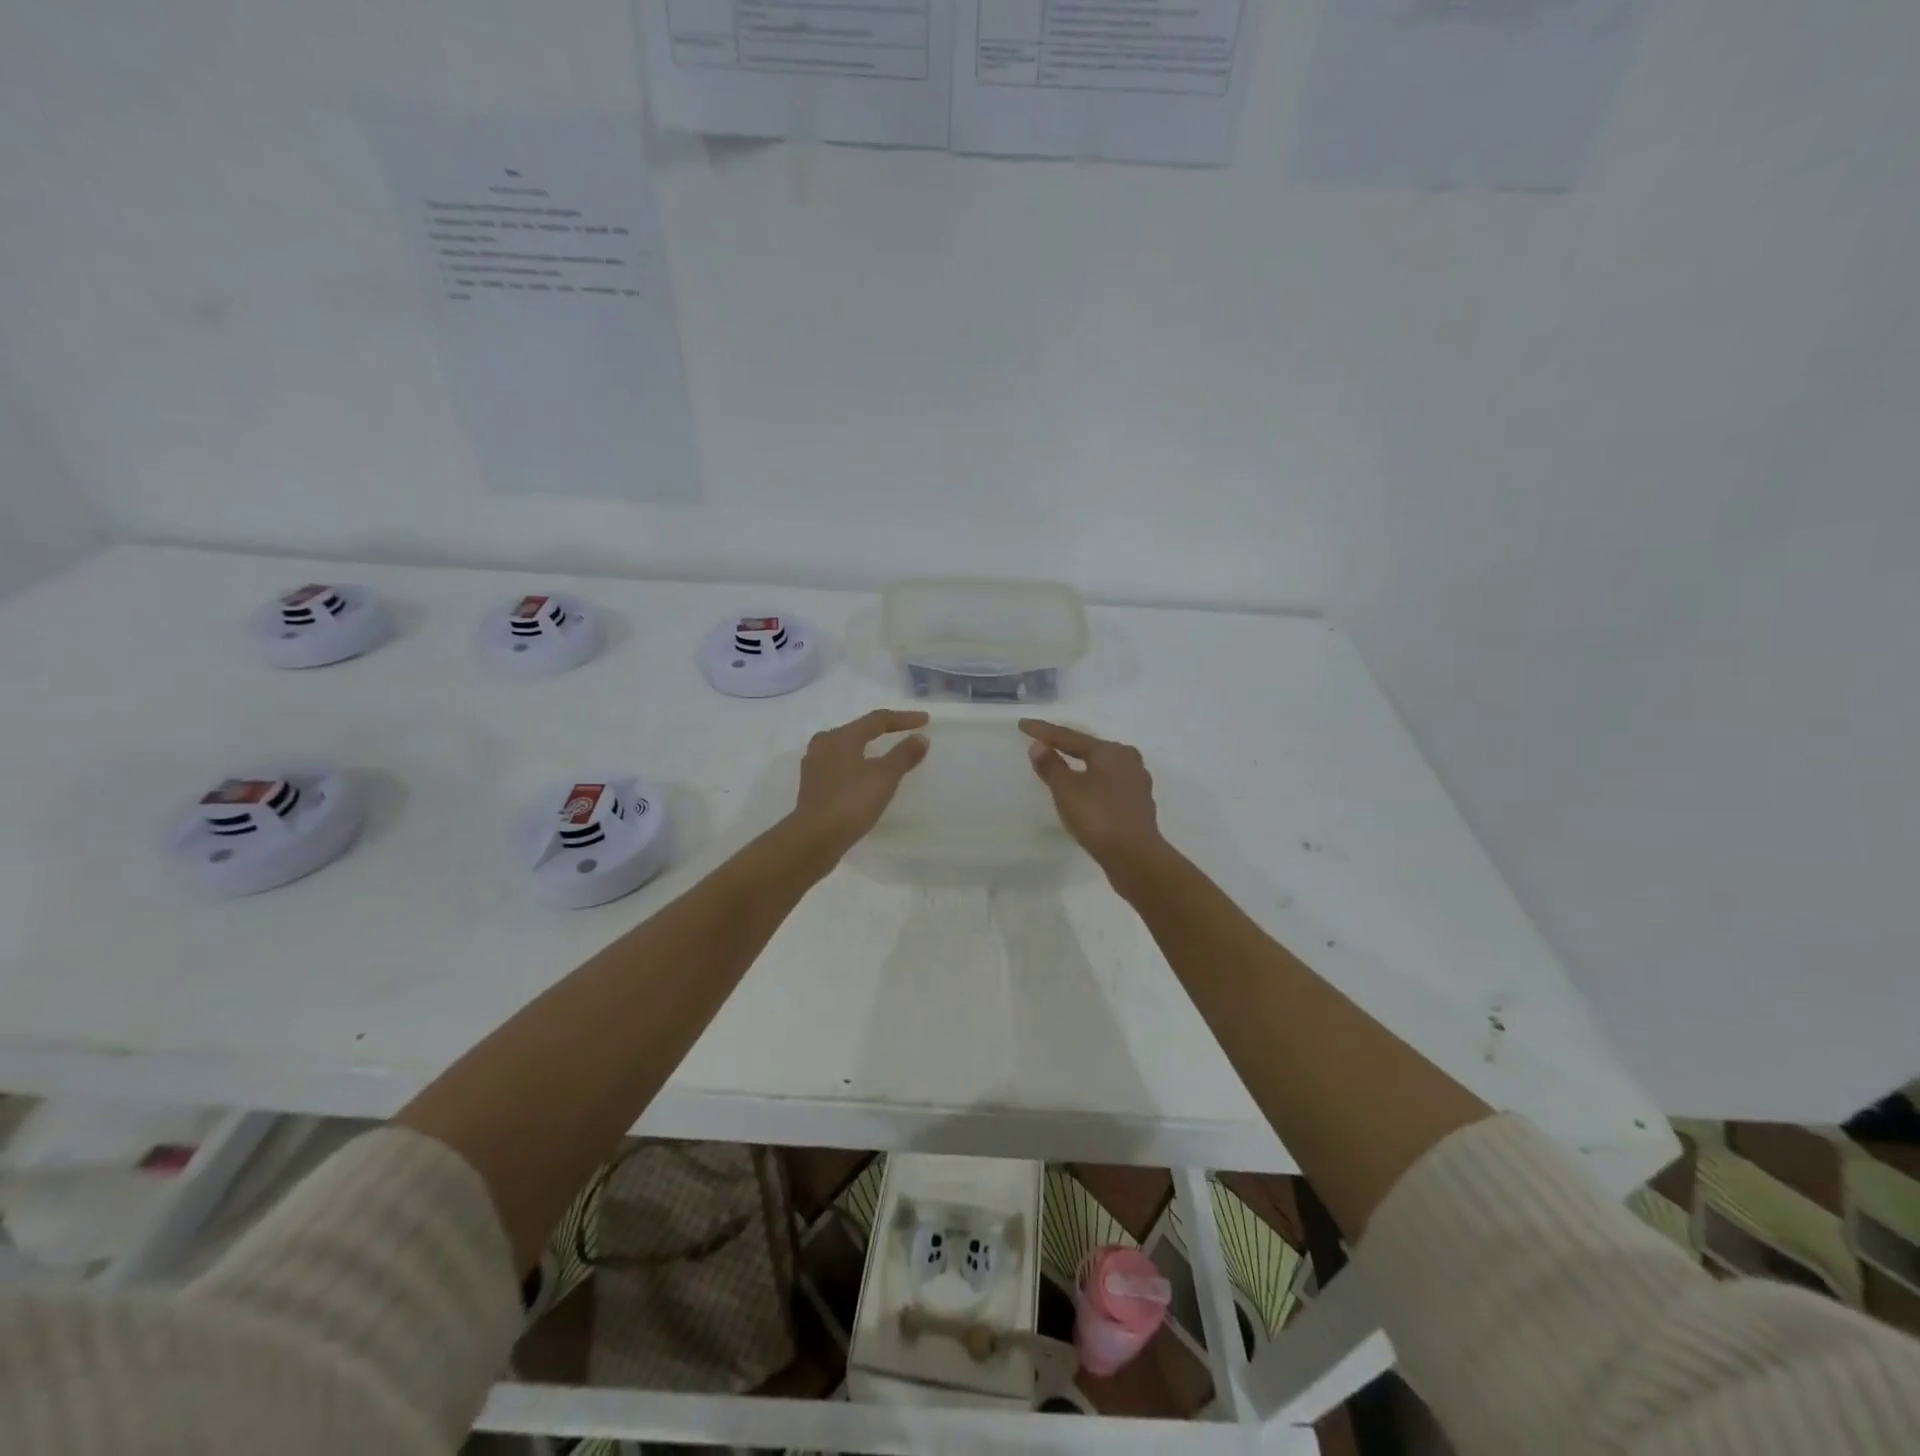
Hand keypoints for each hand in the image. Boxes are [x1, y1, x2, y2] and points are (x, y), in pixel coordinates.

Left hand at [789, 709, 930, 860]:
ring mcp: (814, 766)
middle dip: (882, 731)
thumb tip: (920, 737)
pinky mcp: (812, 787)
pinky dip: (856, 766)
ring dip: (867, 749)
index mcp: (841, 737)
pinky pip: (839, 766)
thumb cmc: (851, 802)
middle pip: (858, 730)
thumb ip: (904, 755)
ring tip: (885, 755)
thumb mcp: (884, 777)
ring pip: (846, 749)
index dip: (903, 719)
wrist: (814, 839)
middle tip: (903, 733)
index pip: (877, 719)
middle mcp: (823, 745)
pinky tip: (864, 778)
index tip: (925, 721)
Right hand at [1019, 720, 1165, 874]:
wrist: (1135, 857)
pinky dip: (1093, 782)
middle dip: (1066, 745)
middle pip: (1089, 748)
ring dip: (1081, 764)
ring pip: (1102, 766)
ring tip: (1063, 765)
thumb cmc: (1098, 818)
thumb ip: (1051, 766)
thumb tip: (1039, 745)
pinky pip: (1109, 784)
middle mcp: (1128, 760)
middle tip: (1044, 743)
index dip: (1044, 731)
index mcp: (1110, 751)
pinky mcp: (1138, 804)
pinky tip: (1086, 790)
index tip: (1023, 725)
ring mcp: (1137, 782)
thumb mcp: (1067, 790)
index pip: (1070, 737)